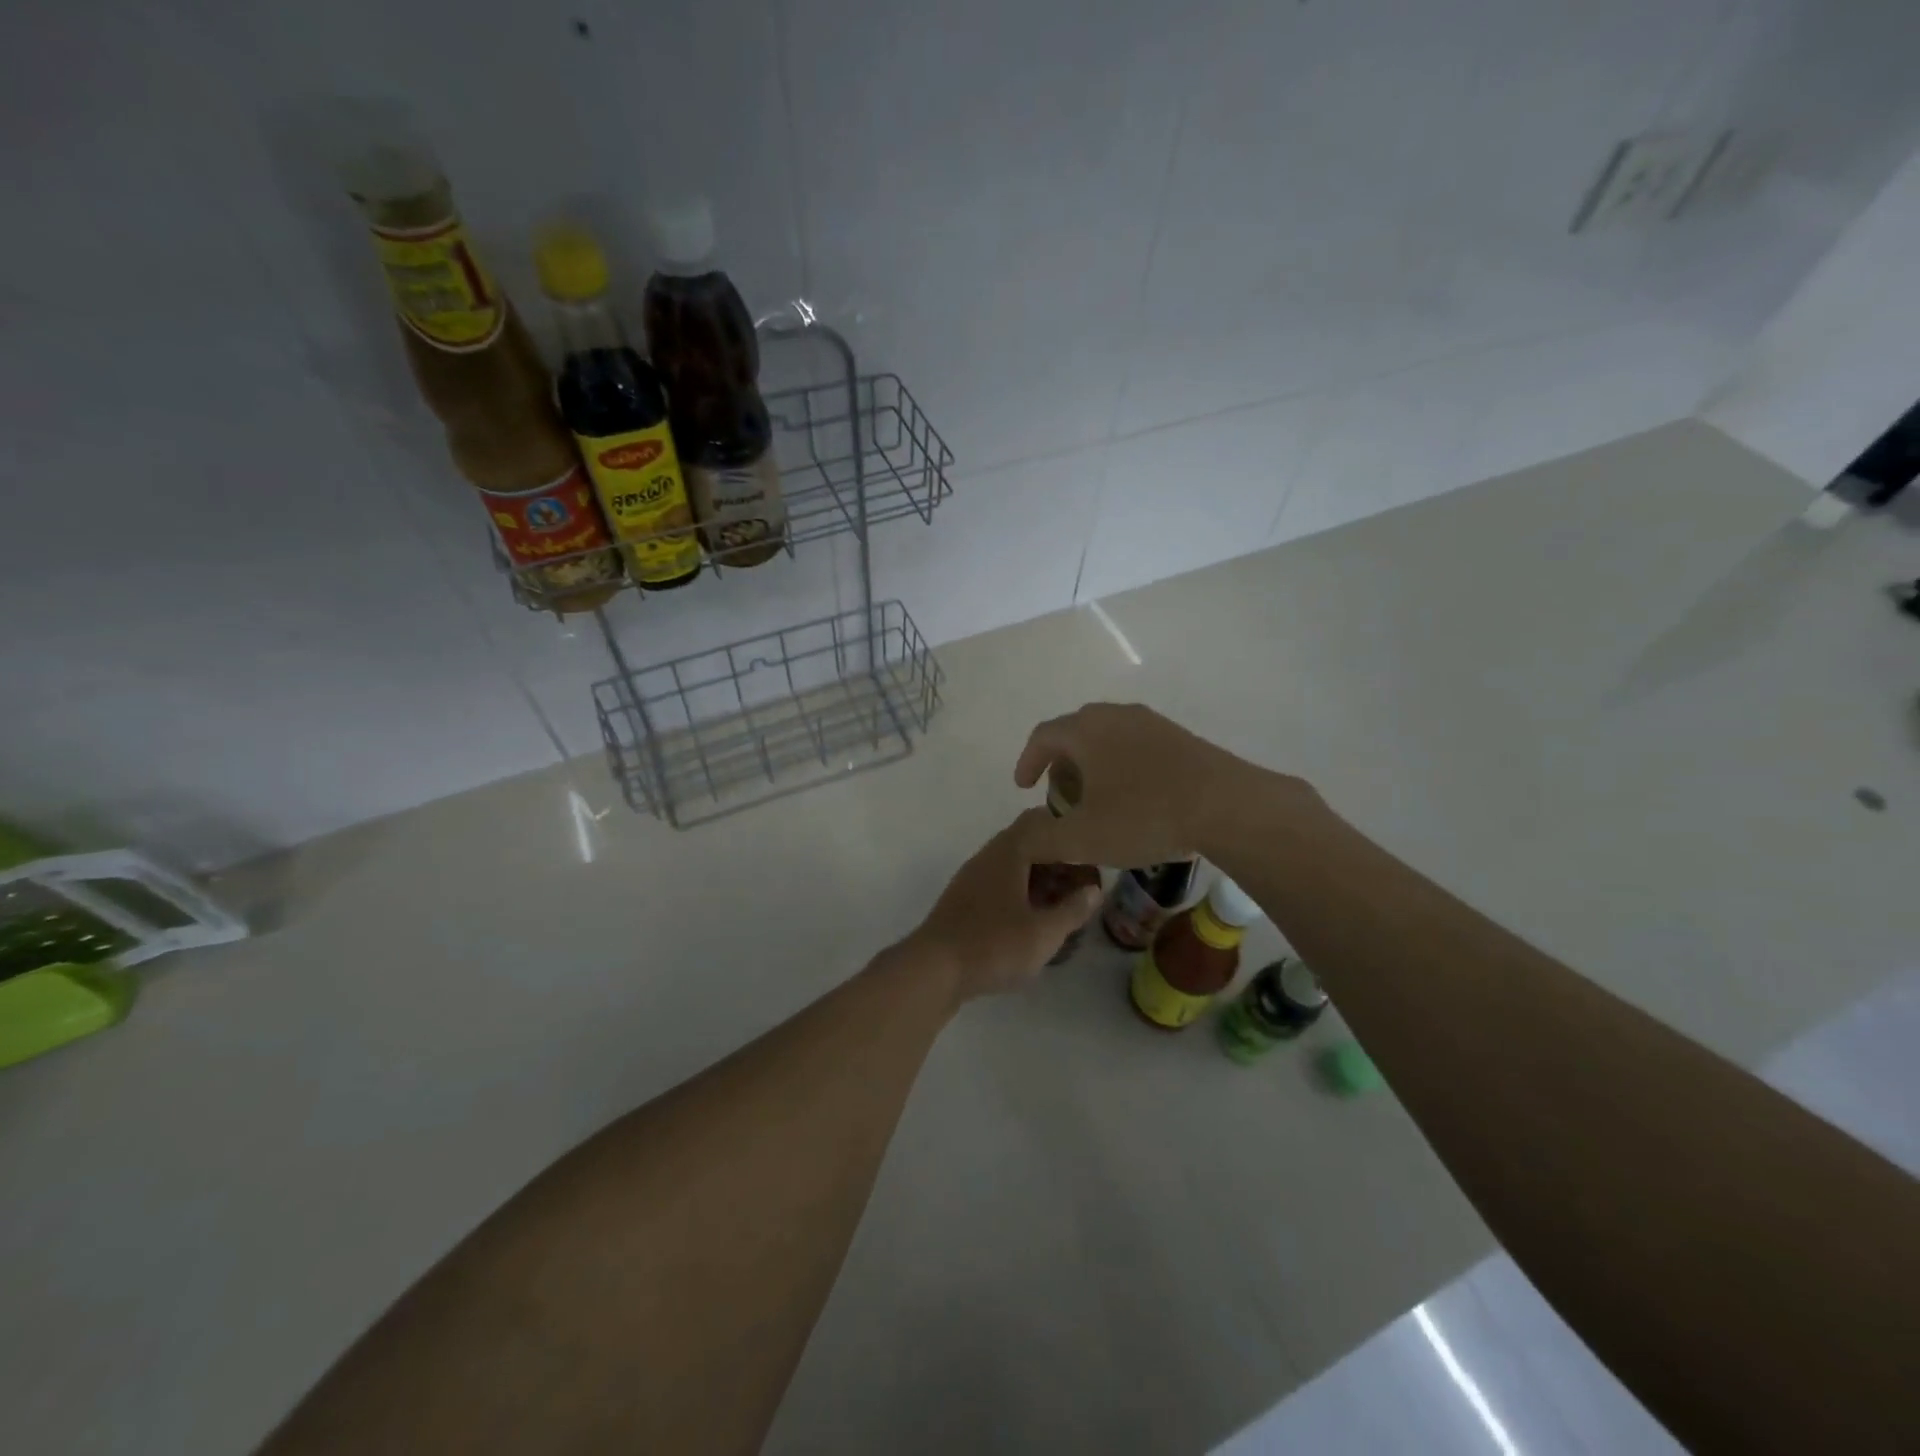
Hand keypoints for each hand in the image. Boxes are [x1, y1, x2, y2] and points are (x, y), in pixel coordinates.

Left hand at [905, 809, 1103, 1002]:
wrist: (933, 969)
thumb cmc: (993, 945)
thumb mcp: (1043, 933)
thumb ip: (1072, 909)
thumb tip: (1094, 890)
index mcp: (1008, 851)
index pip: (1042, 821)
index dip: (1070, 832)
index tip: (1093, 850)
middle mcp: (989, 856)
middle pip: (1029, 843)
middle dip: (1058, 860)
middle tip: (1085, 884)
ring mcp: (973, 878)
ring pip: (1014, 866)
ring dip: (1041, 879)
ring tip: (1064, 904)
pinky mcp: (964, 901)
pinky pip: (1001, 885)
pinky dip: (1023, 893)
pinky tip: (1034, 919)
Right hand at [1013, 702, 1306, 866]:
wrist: (1227, 806)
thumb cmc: (1144, 816)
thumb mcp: (1082, 838)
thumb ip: (1043, 839)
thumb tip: (1025, 838)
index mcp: (1086, 730)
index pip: (1043, 736)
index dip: (1027, 761)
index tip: (1023, 787)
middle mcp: (1116, 716)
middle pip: (1076, 732)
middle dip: (1060, 762)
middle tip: (1060, 794)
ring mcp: (1153, 723)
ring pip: (1109, 737)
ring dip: (1093, 763)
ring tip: (1096, 797)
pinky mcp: (1181, 737)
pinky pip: (1137, 745)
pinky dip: (1122, 765)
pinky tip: (1135, 797)